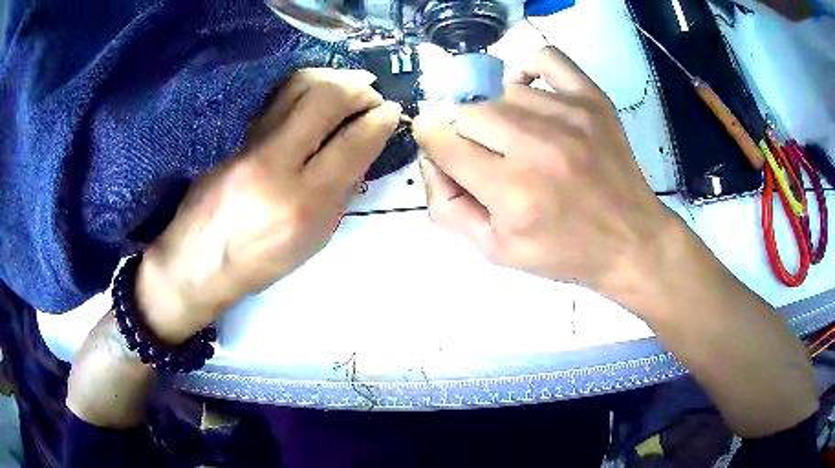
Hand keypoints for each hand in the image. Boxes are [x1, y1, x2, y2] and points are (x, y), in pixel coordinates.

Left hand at [137, 69, 401, 343]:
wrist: (198, 262)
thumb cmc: (260, 263)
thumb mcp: (313, 240)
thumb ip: (341, 192)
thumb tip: (361, 148)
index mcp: (305, 203)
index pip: (354, 142)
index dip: (380, 119)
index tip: (391, 112)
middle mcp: (277, 164)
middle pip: (326, 99)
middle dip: (359, 88)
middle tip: (371, 92)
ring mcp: (251, 145)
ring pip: (298, 87)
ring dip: (332, 77)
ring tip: (349, 82)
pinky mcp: (235, 138)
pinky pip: (277, 98)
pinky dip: (305, 86)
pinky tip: (317, 90)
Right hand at [414, 47, 674, 300]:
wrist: (630, 240)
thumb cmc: (564, 252)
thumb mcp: (495, 251)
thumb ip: (447, 208)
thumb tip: (431, 159)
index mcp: (511, 191)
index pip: (442, 142)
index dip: (433, 143)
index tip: (442, 148)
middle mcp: (537, 146)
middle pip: (467, 111)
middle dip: (466, 134)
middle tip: (488, 154)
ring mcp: (568, 115)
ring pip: (501, 90)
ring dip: (498, 113)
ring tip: (517, 136)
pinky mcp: (592, 100)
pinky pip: (545, 58)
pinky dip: (526, 67)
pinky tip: (527, 90)